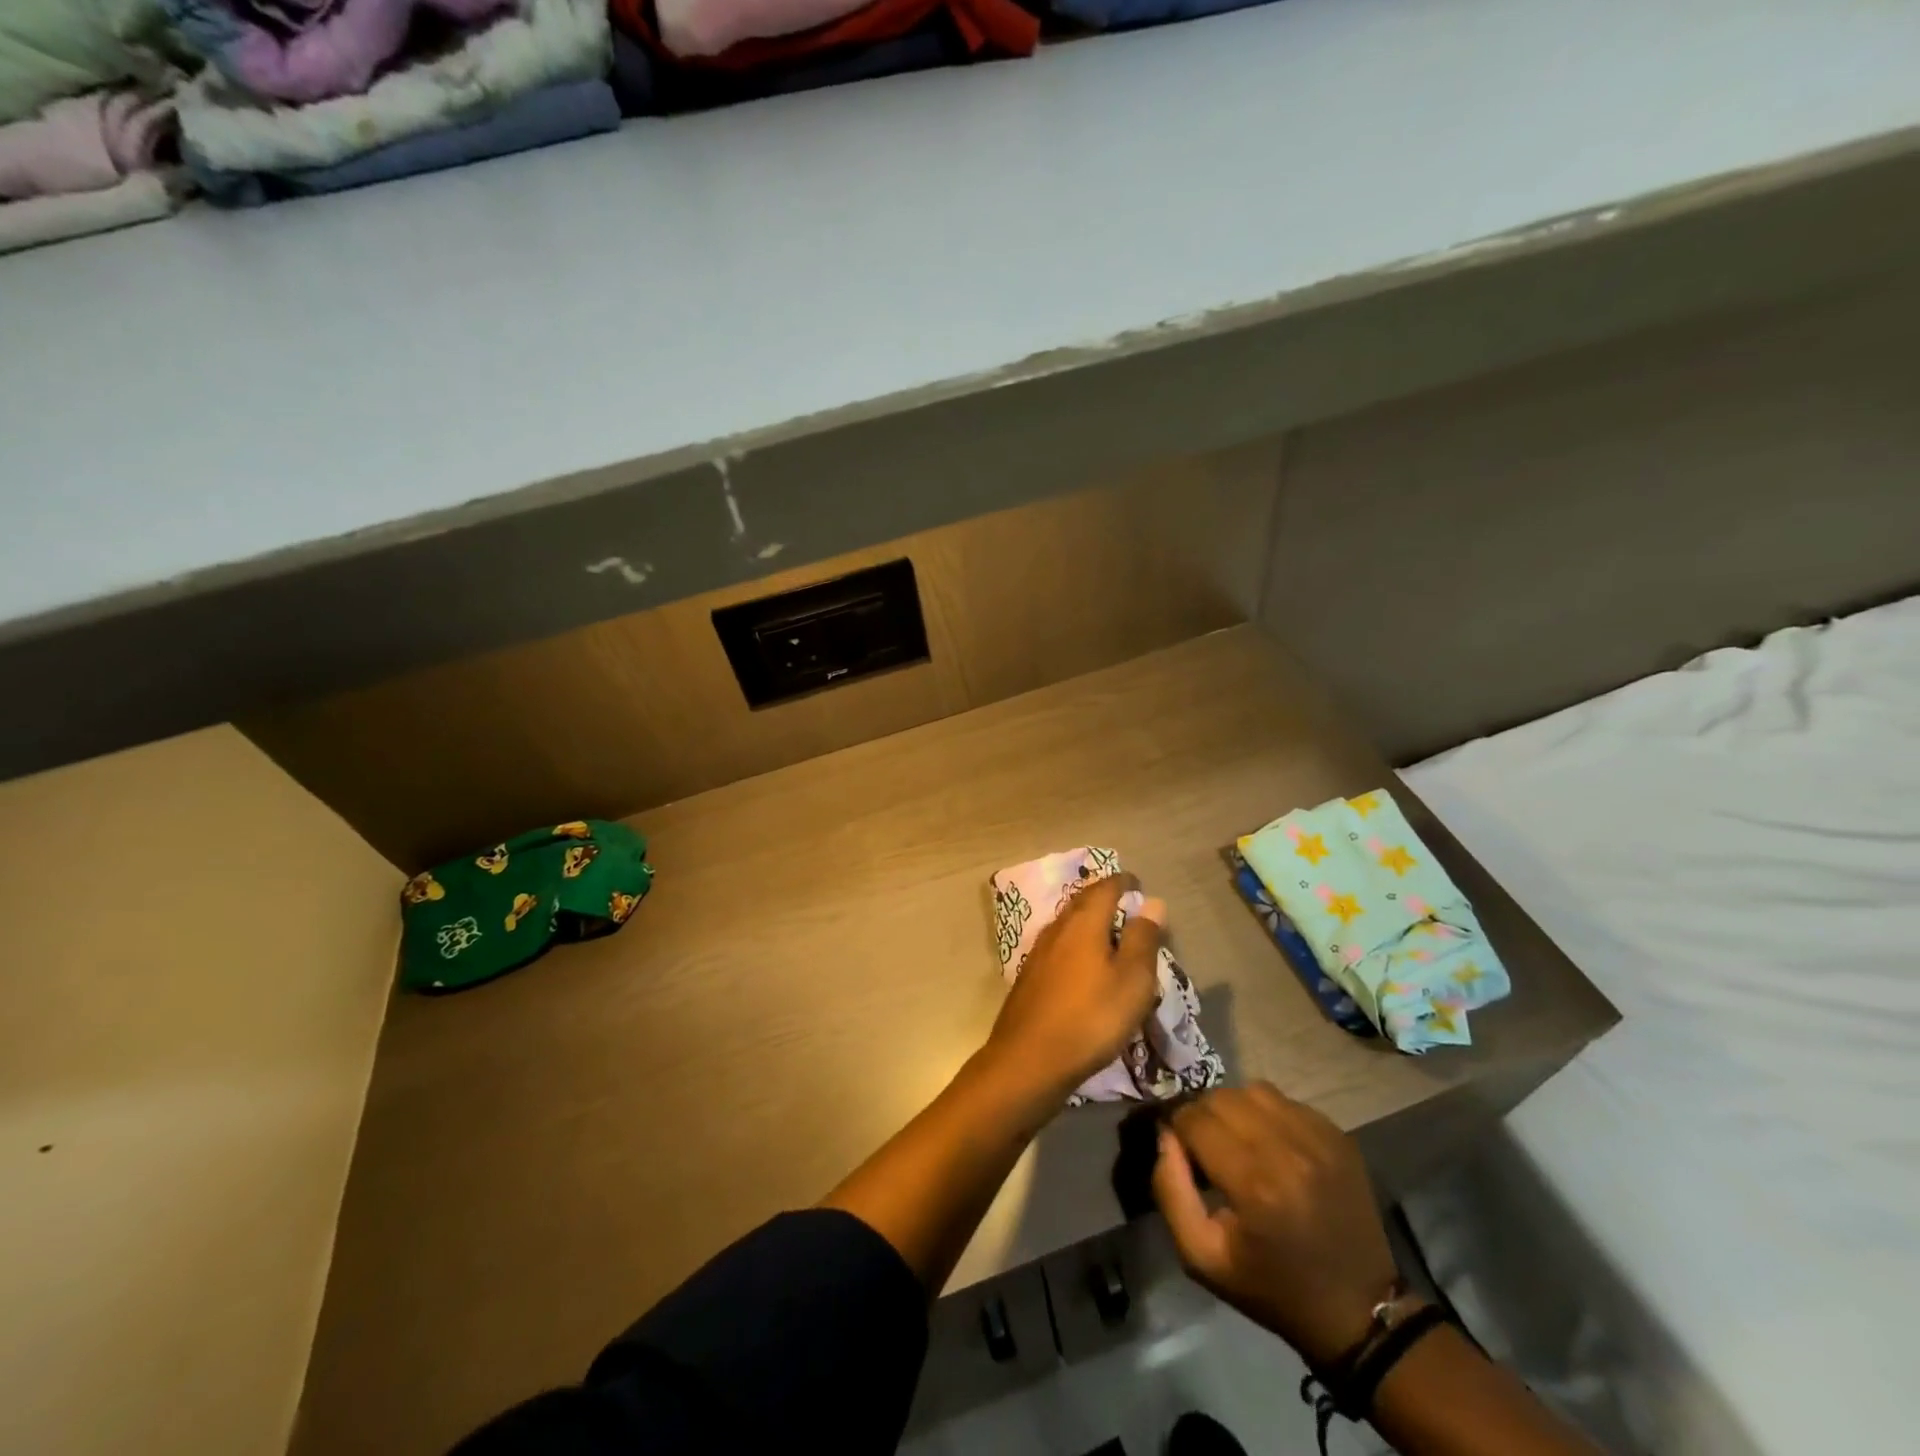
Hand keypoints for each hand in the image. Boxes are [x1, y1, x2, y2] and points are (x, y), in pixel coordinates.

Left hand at [984, 872, 1163, 1105]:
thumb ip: (1143, 939)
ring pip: (1068, 924)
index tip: (1137, 883)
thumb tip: (1152, 902)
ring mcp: (1039, 952)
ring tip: (1108, 932)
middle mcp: (1057, 929)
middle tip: (1124, 903)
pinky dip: (1076, 943)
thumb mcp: (1132, 980)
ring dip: (1088, 920)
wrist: (1029, 1059)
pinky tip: (1082, 963)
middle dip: (1103, 897)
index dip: (1122, 882)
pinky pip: (1058, 946)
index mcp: (1083, 923)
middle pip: (1082, 902)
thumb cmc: (1091, 1017)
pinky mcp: (1030, 977)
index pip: (1104, 888)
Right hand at [1153, 1083, 1400, 1367]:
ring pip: (1252, 1091)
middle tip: (1206, 1147)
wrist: (1358, 1310)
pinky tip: (1270, 1146)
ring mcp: (1318, 1137)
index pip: (1194, 1119)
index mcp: (1254, 1183)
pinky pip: (1284, 1101)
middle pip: (1221, 1098)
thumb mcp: (1202, 1257)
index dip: (1178, 1130)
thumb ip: (1169, 1189)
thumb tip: (1165, 1137)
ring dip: (1234, 1109)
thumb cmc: (1272, 1288)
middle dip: (1203, 1116)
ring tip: (1236, 1141)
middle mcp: (1288, 1149)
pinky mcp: (1338, 1135)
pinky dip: (1267, 1115)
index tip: (1181, 1152)